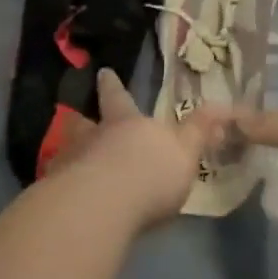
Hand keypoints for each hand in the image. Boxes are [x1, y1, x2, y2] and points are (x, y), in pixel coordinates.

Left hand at [43, 69, 231, 230]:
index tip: (104, 72)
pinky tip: (64, 200)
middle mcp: (93, 137)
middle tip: (80, 120)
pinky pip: (57, 185)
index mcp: (126, 123)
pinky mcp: (55, 194)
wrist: (102, 206)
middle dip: (84, 122)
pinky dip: (61, 188)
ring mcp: (69, 163)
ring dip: (71, 154)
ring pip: (68, 151)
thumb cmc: (149, 174)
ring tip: (70, 162)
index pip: (119, 98)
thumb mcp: (185, 151)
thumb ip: (199, 131)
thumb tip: (222, 105)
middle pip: (85, 123)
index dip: (113, 86)